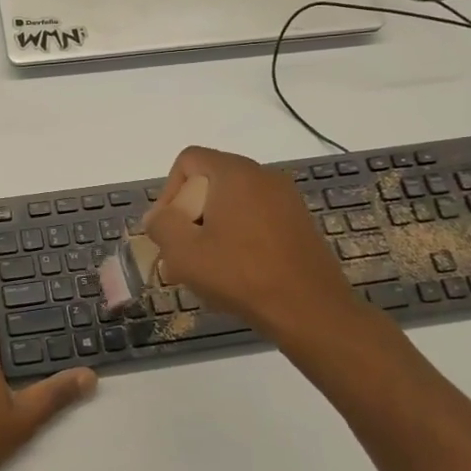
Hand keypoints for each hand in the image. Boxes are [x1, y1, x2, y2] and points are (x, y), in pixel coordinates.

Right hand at [143, 146, 367, 343]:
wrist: (311, 311)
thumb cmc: (241, 275)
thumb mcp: (184, 252)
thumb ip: (162, 225)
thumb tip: (160, 217)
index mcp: (235, 173)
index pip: (189, 160)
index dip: (168, 191)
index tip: (168, 228)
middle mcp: (263, 176)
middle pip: (210, 183)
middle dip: (189, 216)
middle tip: (182, 254)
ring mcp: (286, 200)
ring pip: (233, 205)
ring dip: (211, 231)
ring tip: (205, 269)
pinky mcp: (299, 224)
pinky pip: (256, 220)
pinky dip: (238, 238)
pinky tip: (235, 274)